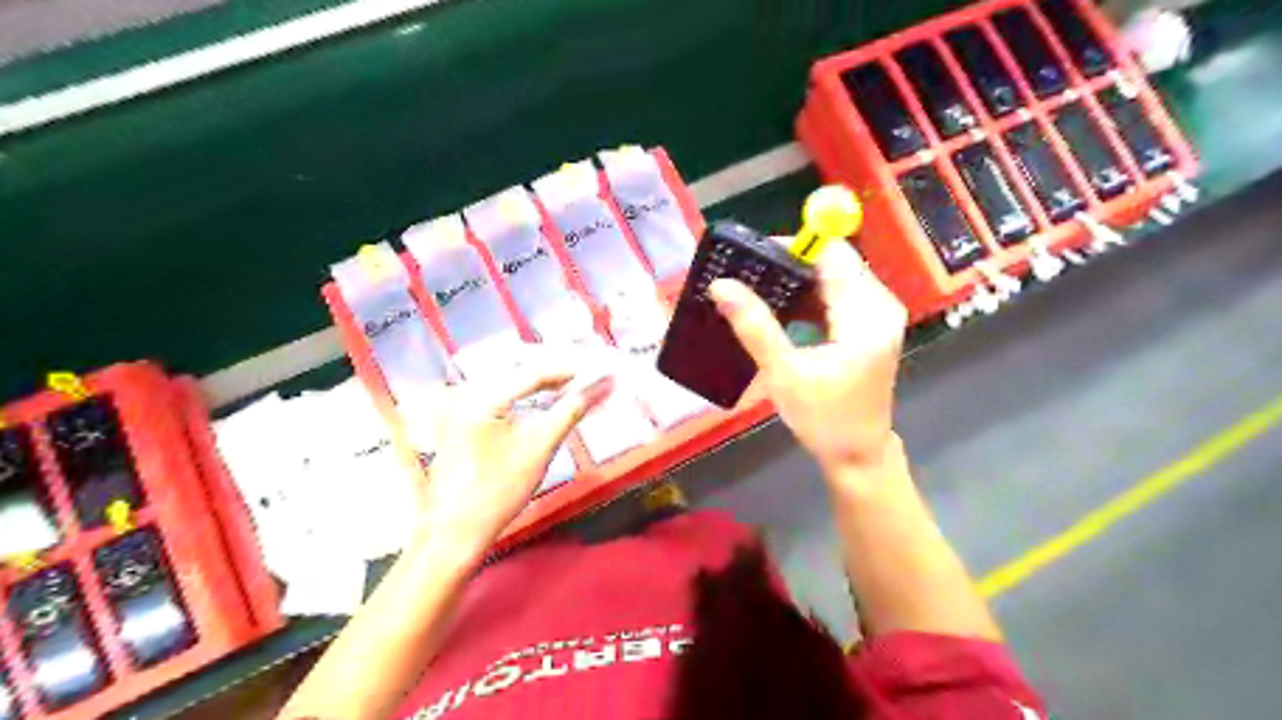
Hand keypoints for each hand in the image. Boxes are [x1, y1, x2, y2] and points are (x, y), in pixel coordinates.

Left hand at [413, 366, 607, 556]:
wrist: (456, 531)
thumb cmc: (498, 490)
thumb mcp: (540, 447)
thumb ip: (572, 410)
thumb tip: (604, 386)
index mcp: (482, 395)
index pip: (535, 370)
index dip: (571, 370)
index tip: (601, 373)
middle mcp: (468, 391)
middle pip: (521, 367)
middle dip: (558, 371)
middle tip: (591, 378)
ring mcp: (463, 404)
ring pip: (512, 378)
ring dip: (544, 381)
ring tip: (575, 387)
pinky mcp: (465, 418)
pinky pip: (502, 393)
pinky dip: (528, 395)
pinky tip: (547, 402)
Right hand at [711, 242, 910, 478]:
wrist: (858, 453)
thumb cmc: (823, 418)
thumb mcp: (784, 374)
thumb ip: (754, 326)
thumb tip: (721, 285)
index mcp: (865, 315)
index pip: (832, 255)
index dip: (793, 247)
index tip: (753, 258)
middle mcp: (881, 305)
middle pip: (836, 261)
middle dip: (792, 263)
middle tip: (750, 277)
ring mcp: (880, 314)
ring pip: (837, 275)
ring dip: (800, 280)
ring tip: (760, 292)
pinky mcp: (873, 324)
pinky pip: (841, 293)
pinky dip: (811, 296)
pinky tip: (784, 311)